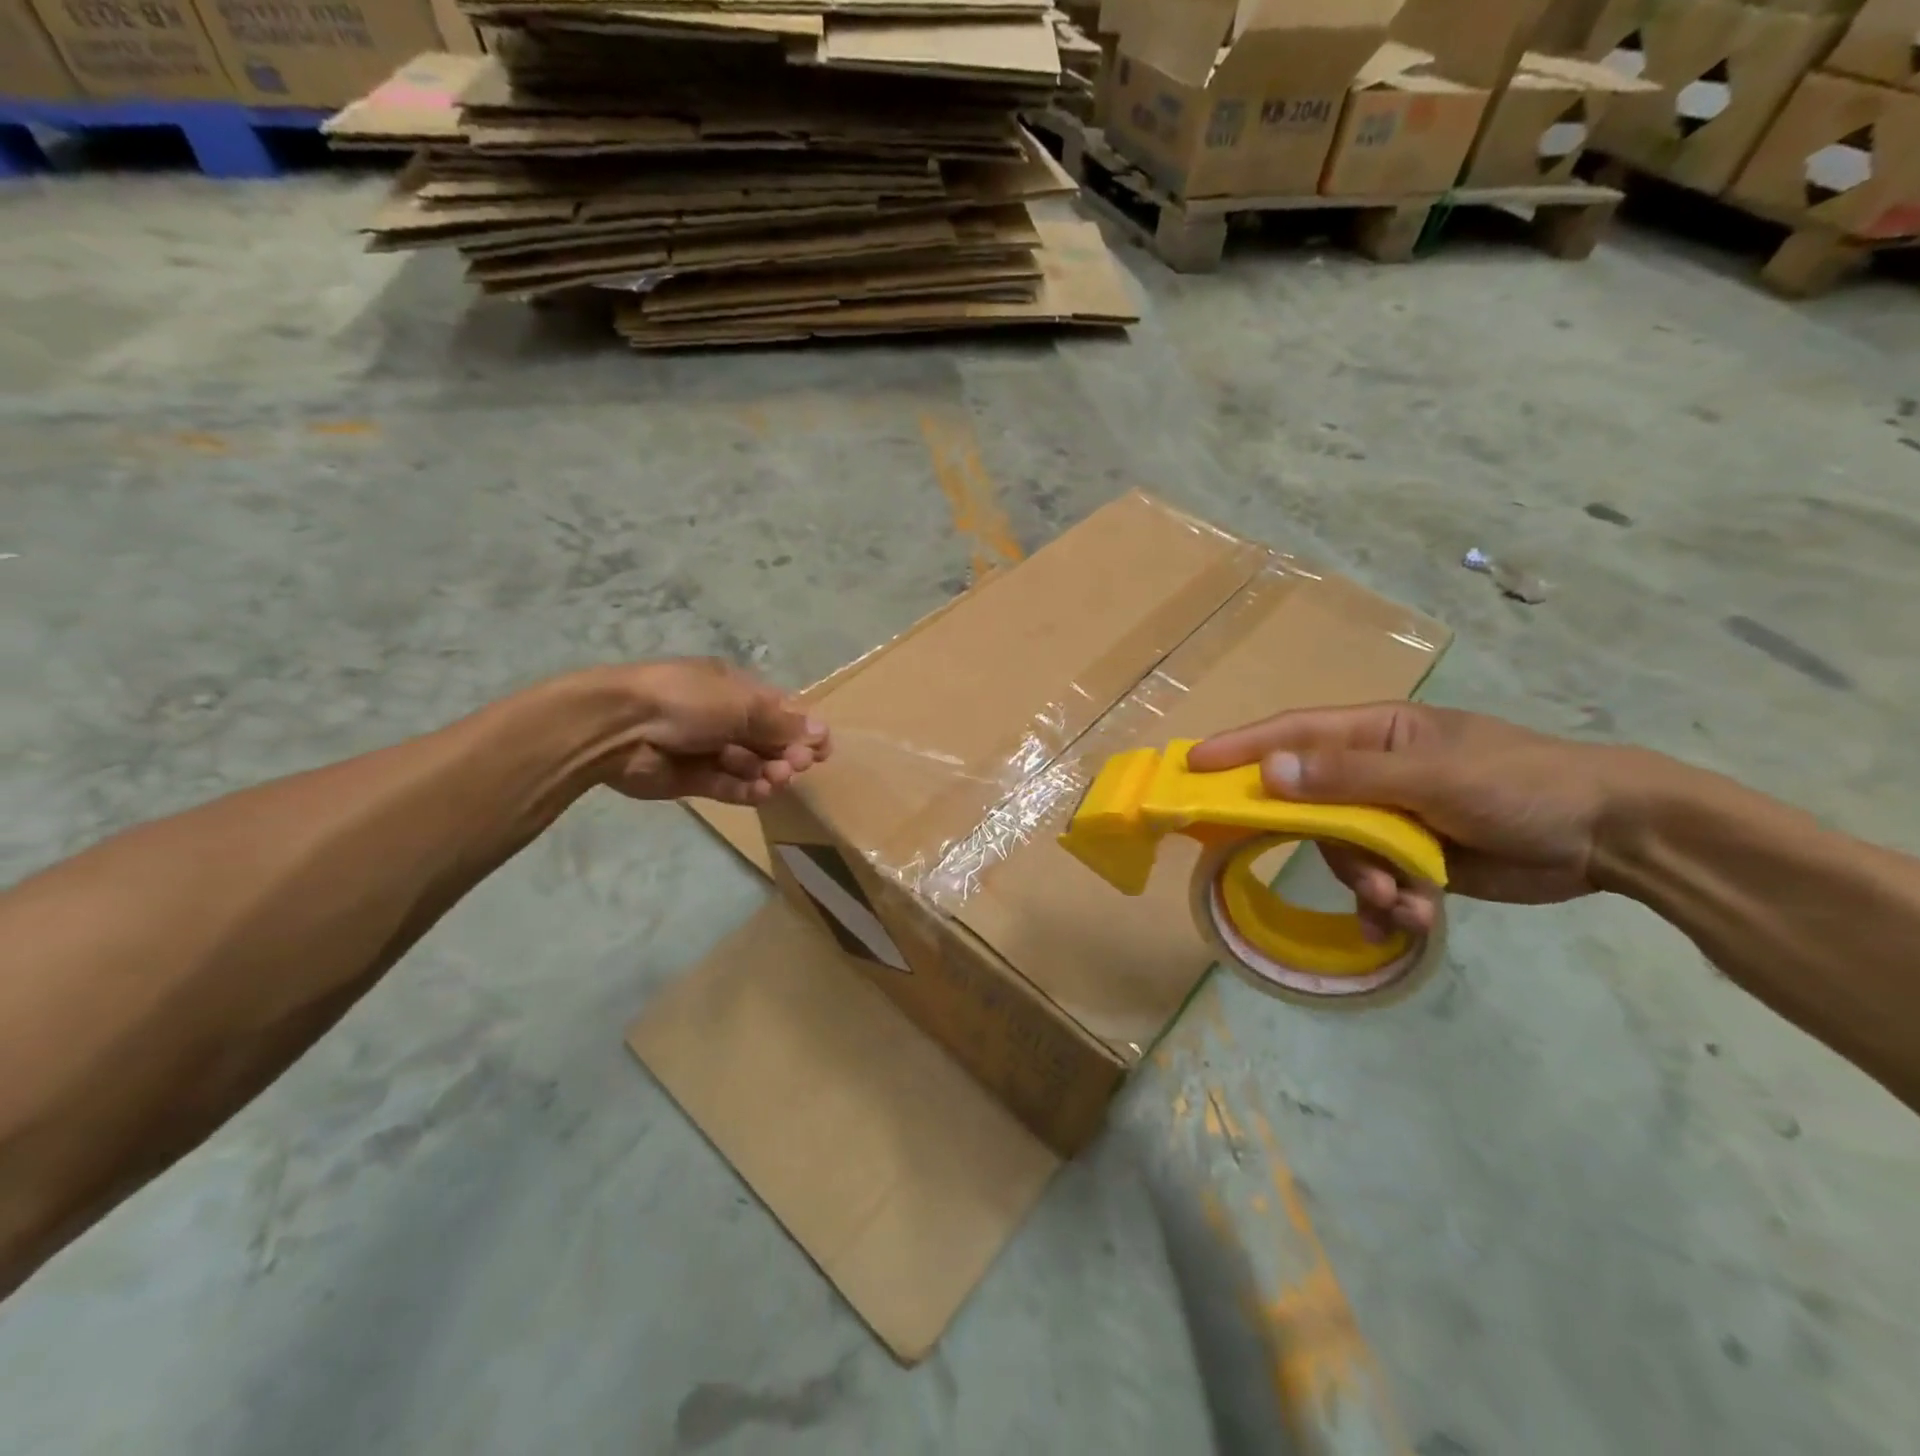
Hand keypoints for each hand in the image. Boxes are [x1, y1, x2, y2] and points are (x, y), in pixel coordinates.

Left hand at [600, 658, 830, 804]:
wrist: (618, 726)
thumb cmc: (686, 701)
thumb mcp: (741, 704)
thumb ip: (782, 723)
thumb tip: (821, 731)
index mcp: (735, 689)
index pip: (779, 710)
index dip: (803, 729)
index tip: (823, 750)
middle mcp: (724, 717)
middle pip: (768, 740)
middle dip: (788, 753)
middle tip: (799, 766)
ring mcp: (707, 749)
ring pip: (751, 765)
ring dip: (769, 773)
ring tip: (778, 780)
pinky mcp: (693, 780)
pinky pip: (728, 786)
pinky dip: (747, 790)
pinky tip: (761, 792)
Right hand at [1187, 704, 1628, 939]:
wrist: (1612, 836)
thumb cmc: (1521, 784)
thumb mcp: (1433, 778)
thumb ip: (1348, 778)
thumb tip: (1268, 772)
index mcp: (1376, 735)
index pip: (1293, 734)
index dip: (1241, 748)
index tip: (1194, 766)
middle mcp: (1375, 773)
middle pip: (1311, 805)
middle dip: (1323, 844)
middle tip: (1347, 874)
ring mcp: (1394, 816)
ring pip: (1342, 852)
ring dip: (1364, 883)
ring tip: (1401, 905)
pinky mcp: (1415, 858)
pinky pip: (1374, 881)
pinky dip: (1385, 905)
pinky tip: (1409, 920)